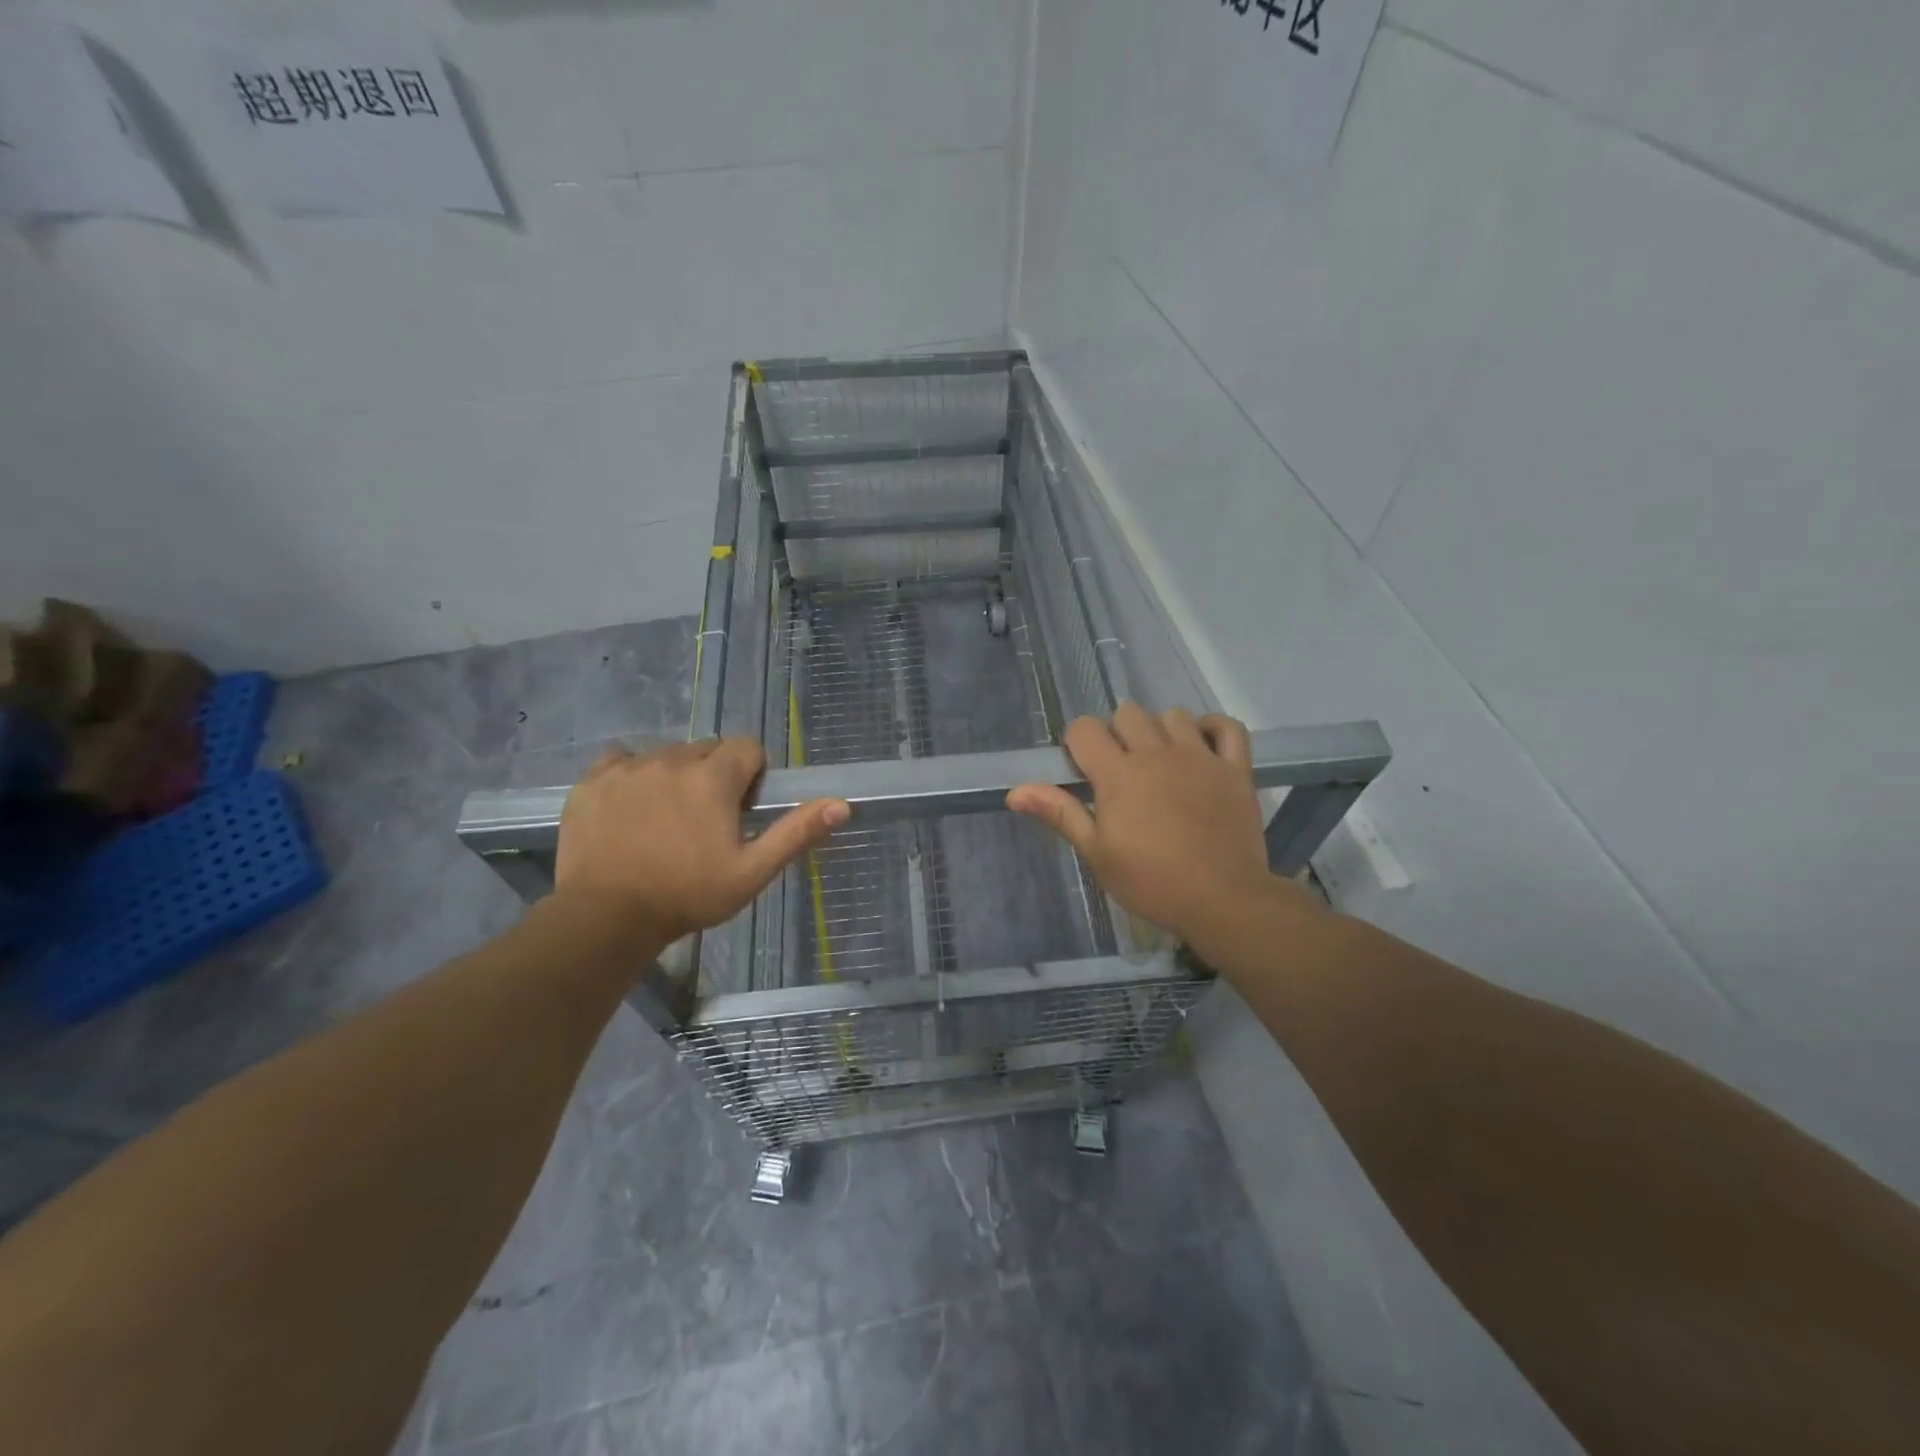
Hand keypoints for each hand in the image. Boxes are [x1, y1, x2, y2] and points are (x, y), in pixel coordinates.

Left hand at [554, 738, 847, 942]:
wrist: (605, 917)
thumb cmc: (687, 895)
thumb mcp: (752, 872)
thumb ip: (796, 832)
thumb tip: (841, 805)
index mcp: (714, 777)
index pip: (747, 747)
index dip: (752, 776)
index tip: (741, 810)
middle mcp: (673, 759)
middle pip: (708, 749)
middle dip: (715, 775)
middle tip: (706, 821)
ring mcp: (629, 767)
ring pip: (667, 755)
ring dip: (676, 777)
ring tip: (666, 821)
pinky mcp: (593, 780)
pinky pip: (622, 760)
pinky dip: (632, 775)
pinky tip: (631, 808)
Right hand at [1008, 705, 1316, 945]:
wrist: (1222, 900)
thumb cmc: (1150, 882)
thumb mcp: (1096, 853)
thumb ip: (1060, 813)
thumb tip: (1015, 792)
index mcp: (1118, 773)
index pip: (1084, 729)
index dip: (1077, 743)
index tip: (1082, 770)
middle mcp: (1157, 753)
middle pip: (1128, 713)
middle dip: (1117, 733)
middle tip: (1120, 770)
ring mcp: (1200, 757)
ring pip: (1173, 715)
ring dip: (1160, 730)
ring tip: (1160, 761)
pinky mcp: (1235, 769)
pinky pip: (1227, 727)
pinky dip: (1214, 728)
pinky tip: (1203, 744)